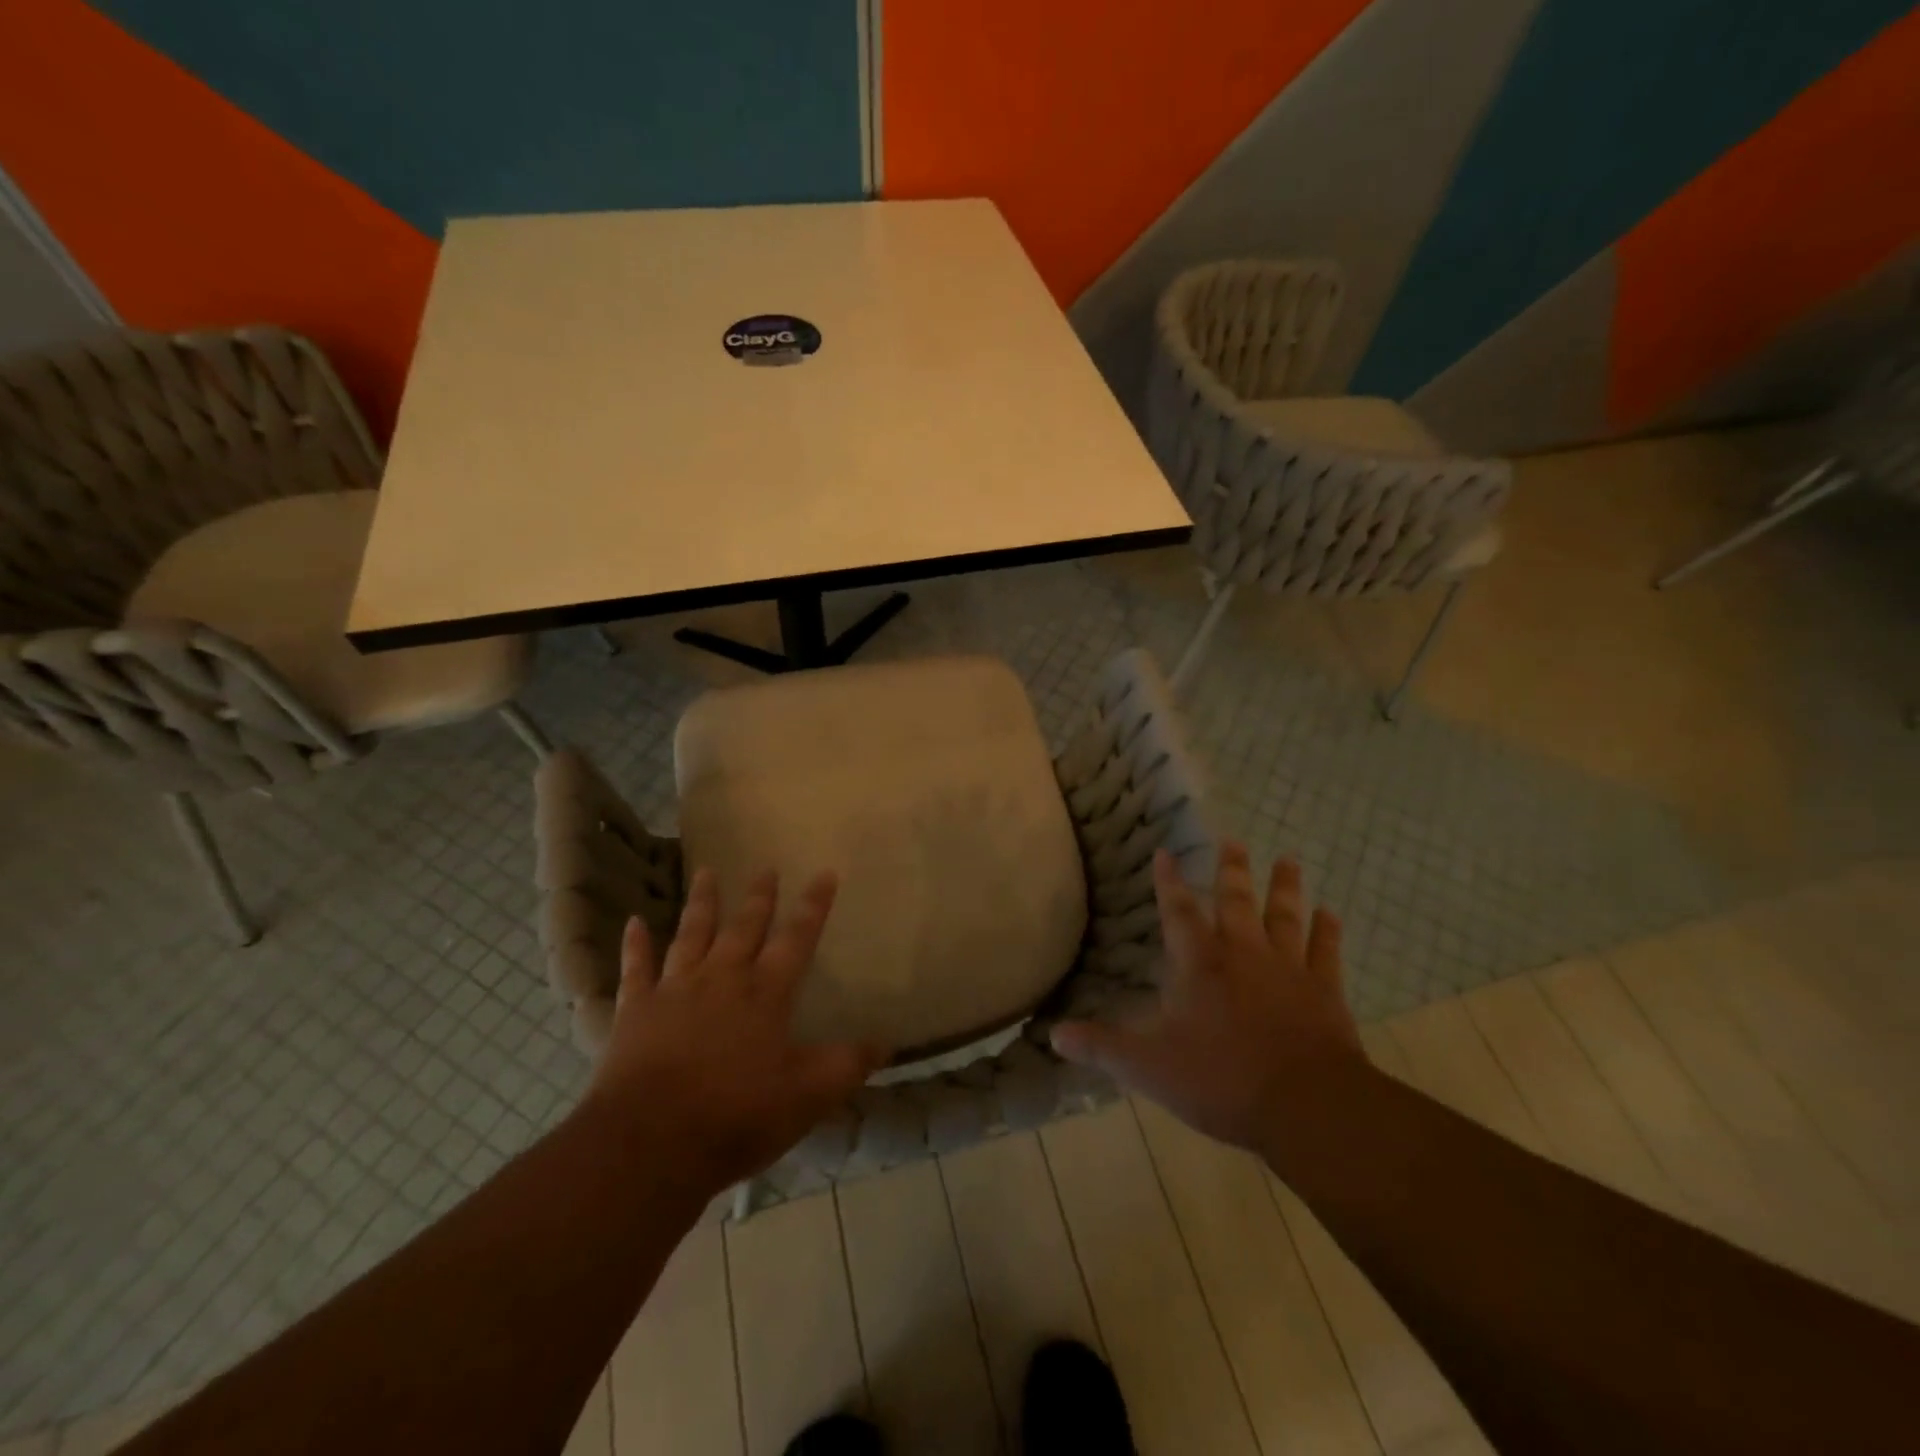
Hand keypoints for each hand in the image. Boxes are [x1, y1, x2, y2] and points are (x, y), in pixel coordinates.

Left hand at [578, 867, 887, 1199]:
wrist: (651, 1142)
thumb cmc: (737, 1116)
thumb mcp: (808, 1096)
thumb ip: (848, 1065)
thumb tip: (886, 1042)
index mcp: (766, 993)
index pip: (797, 939)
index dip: (814, 906)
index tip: (824, 873)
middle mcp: (723, 978)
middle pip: (744, 927)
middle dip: (759, 897)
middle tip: (765, 867)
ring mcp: (676, 990)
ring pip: (692, 934)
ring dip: (701, 903)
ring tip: (705, 871)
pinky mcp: (636, 1010)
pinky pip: (636, 968)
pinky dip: (635, 944)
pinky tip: (633, 921)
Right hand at [1050, 841, 1362, 1155]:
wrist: (1306, 1105)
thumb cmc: (1220, 1080)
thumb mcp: (1147, 1067)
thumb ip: (1102, 1047)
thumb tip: (1054, 1035)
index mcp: (1199, 964)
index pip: (1178, 911)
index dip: (1169, 882)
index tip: (1166, 852)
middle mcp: (1243, 953)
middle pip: (1236, 901)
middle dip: (1232, 870)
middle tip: (1233, 840)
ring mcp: (1289, 969)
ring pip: (1285, 916)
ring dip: (1285, 887)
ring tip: (1288, 859)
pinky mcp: (1325, 991)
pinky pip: (1326, 952)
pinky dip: (1328, 932)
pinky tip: (1331, 913)